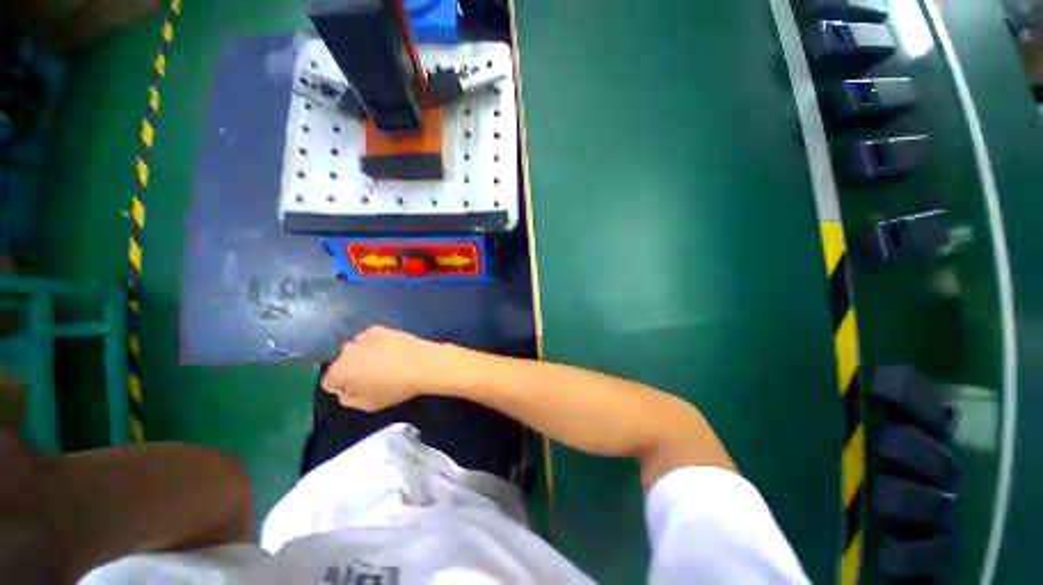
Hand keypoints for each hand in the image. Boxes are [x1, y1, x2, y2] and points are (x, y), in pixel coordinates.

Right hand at [321, 326, 459, 410]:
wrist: (422, 364)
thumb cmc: (395, 388)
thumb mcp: (368, 405)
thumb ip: (349, 400)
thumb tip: (345, 392)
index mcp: (339, 372)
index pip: (329, 382)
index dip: (342, 388)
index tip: (358, 390)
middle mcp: (346, 351)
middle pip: (343, 362)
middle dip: (352, 369)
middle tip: (372, 376)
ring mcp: (363, 337)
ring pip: (356, 348)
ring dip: (363, 354)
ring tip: (383, 361)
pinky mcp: (380, 328)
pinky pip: (370, 337)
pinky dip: (375, 342)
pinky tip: (389, 349)